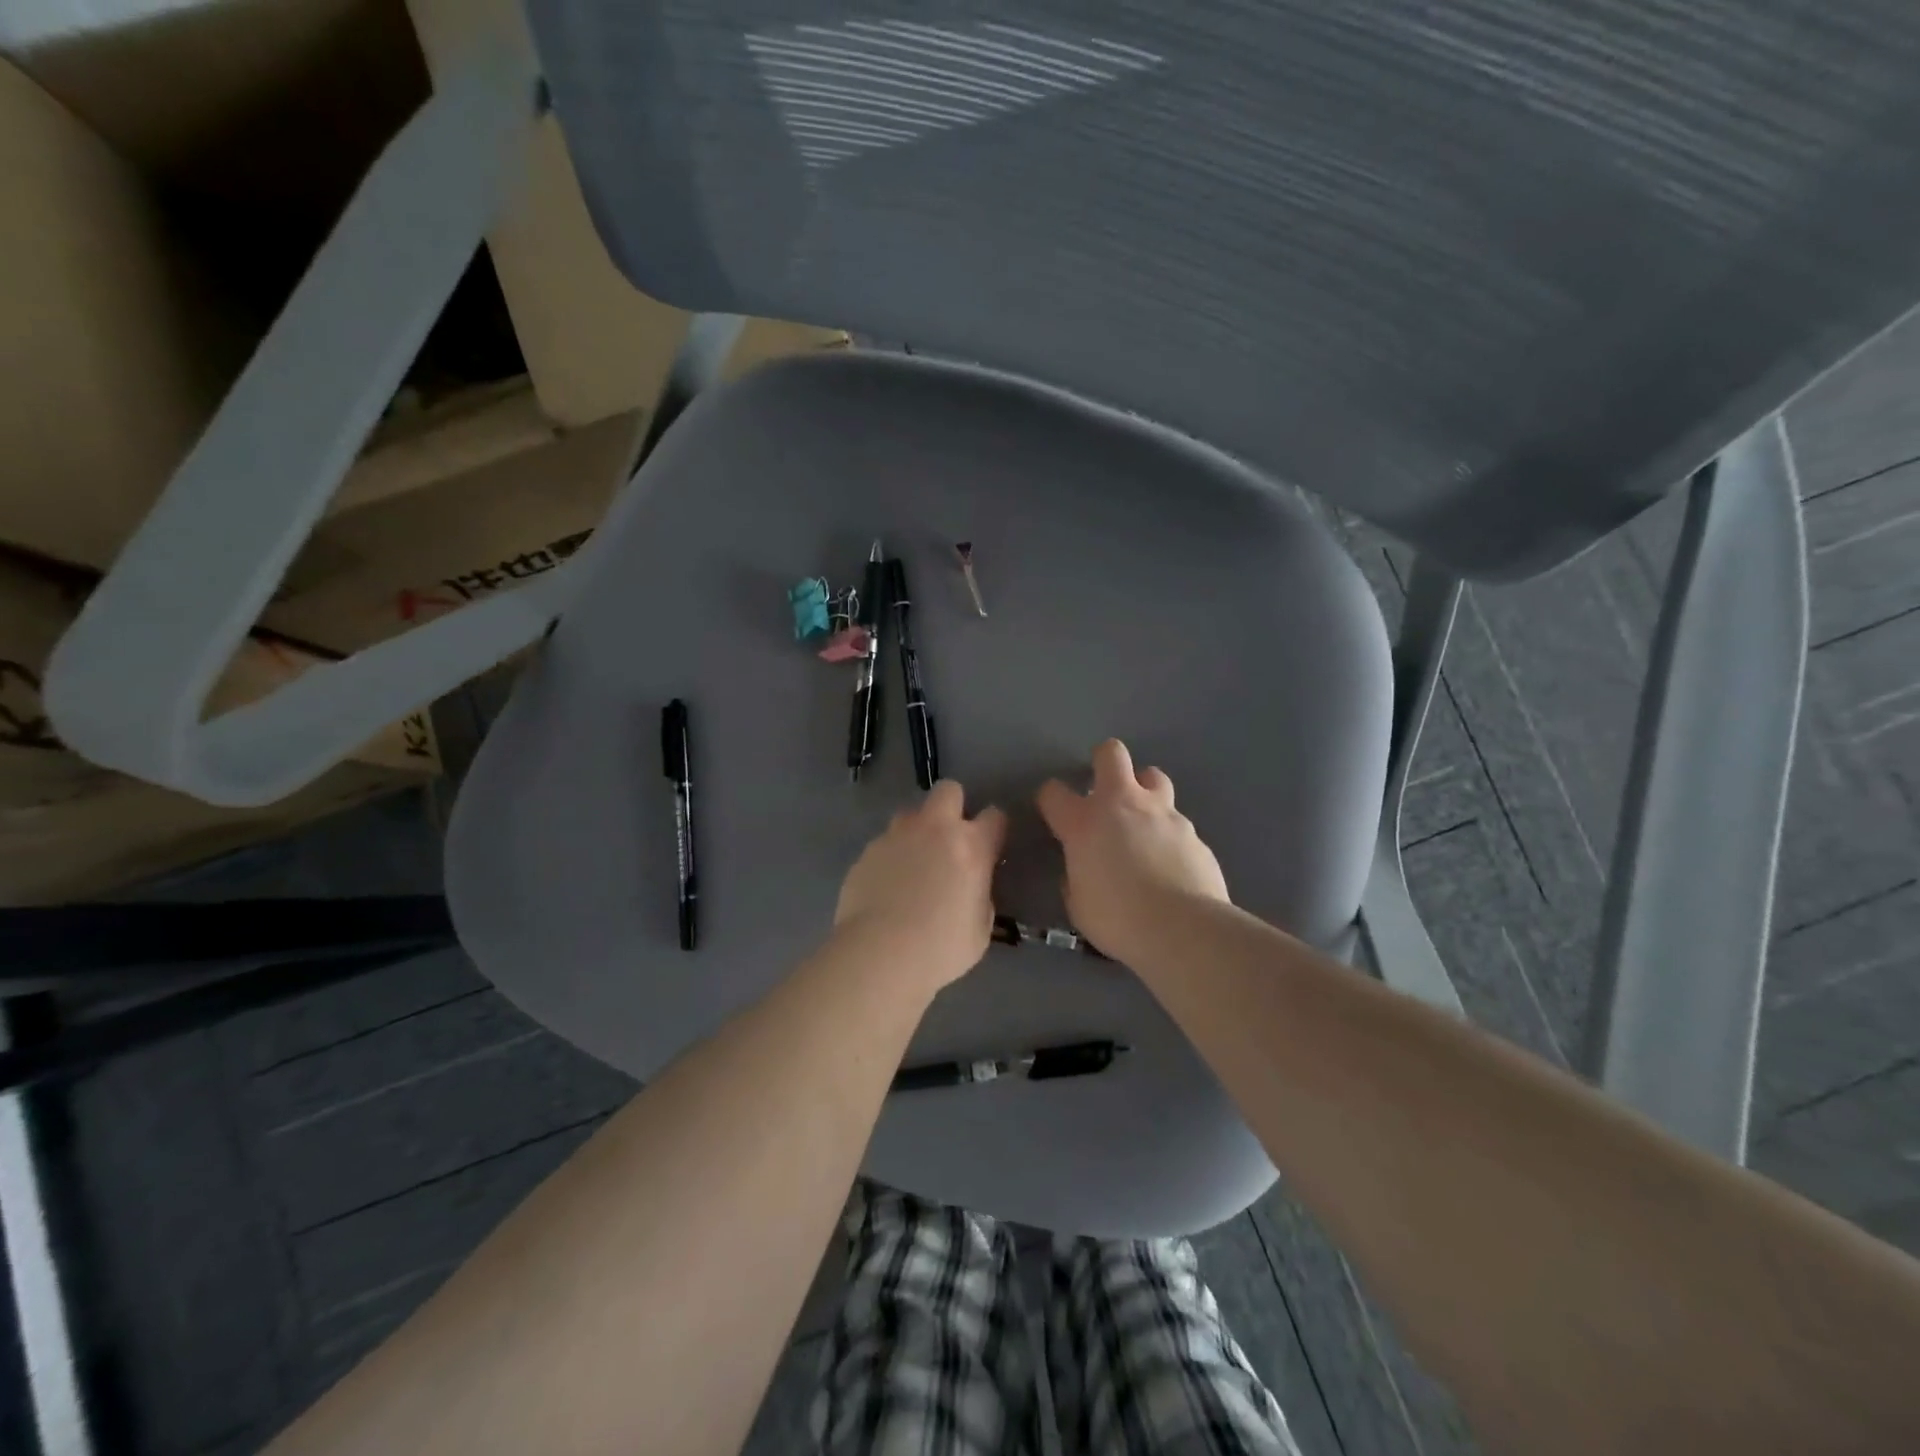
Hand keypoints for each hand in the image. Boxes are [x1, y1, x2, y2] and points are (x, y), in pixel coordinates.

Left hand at [834, 781, 1008, 994]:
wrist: (880, 954)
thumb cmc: (941, 947)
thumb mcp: (981, 927)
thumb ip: (980, 894)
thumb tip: (970, 886)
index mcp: (971, 846)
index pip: (994, 815)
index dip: (994, 828)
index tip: (990, 845)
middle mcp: (934, 829)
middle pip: (948, 790)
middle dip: (953, 807)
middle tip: (950, 839)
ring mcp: (896, 836)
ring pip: (910, 814)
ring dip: (917, 831)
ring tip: (913, 864)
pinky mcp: (866, 852)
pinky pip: (884, 843)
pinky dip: (890, 857)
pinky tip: (887, 887)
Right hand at [1037, 739, 1229, 960]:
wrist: (1184, 929)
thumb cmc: (1118, 919)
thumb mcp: (1079, 905)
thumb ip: (1075, 877)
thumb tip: (1082, 868)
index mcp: (1084, 823)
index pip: (1053, 792)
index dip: (1050, 799)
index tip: (1054, 814)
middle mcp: (1123, 805)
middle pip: (1111, 754)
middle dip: (1104, 761)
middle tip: (1103, 789)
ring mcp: (1163, 814)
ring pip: (1154, 777)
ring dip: (1144, 791)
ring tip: (1142, 820)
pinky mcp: (1194, 832)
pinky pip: (1176, 821)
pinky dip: (1168, 834)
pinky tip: (1170, 862)